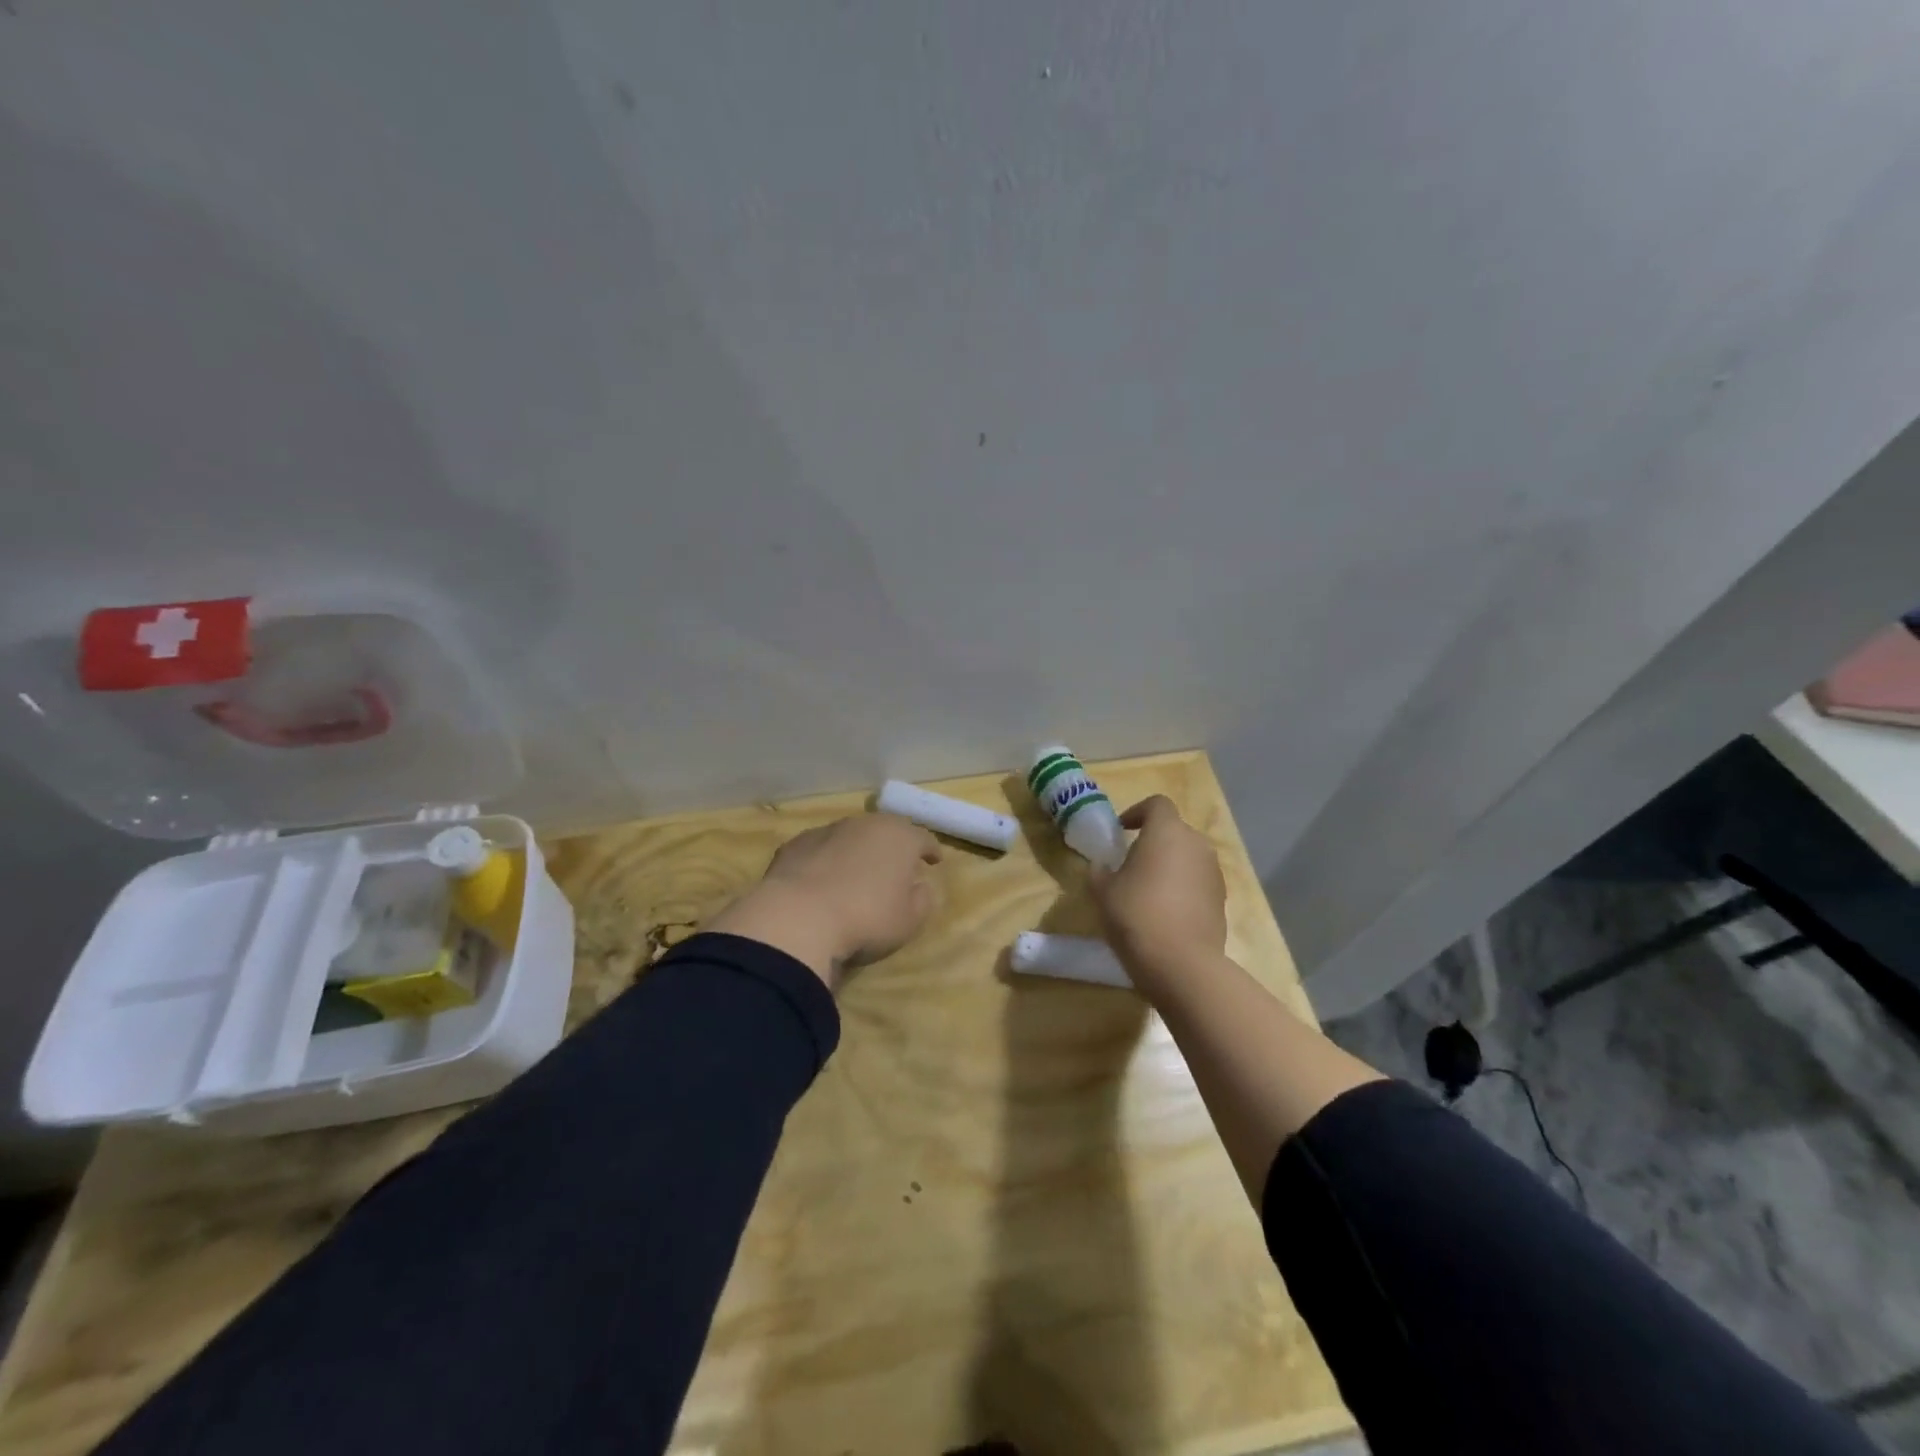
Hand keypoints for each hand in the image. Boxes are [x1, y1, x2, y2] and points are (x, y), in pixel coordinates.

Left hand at [704, 813, 943, 990]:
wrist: (799, 917)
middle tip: (895, 867)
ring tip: (857, 874)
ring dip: (857, 851)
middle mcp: (865, 824)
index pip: (923, 838)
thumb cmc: (866, 918)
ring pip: (850, 836)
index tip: (934, 861)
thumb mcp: (909, 921)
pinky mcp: (795, 844)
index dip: (930, 850)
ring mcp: (827, 830)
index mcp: (899, 837)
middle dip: (892, 846)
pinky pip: (820, 850)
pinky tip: (821, 882)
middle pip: (885, 830)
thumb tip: (920, 887)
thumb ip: (922, 900)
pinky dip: (825, 860)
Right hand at [1089, 796, 1227, 985]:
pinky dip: (1183, 888)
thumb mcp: (1103, 891)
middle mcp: (1196, 844)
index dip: (1137, 812)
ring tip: (1148, 891)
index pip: (1156, 804)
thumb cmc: (1137, 915)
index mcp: (1167, 831)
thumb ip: (1100, 871)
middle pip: (1174, 831)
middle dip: (1153, 842)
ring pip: (1188, 858)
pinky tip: (1165, 913)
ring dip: (1170, 866)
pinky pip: (1198, 882)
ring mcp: (1213, 873)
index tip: (1121, 831)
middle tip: (1131, 864)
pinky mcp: (1222, 900)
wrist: (1182, 964)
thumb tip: (1102, 866)